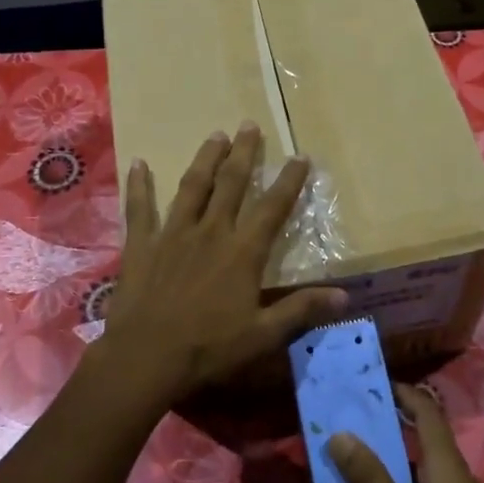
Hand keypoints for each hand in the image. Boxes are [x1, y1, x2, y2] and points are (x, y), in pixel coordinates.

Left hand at [96, 124, 348, 407]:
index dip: (289, 182)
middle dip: (243, 153)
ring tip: (215, 135)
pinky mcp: (141, 244)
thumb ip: (301, 310)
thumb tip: (345, 296)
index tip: (300, 156)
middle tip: (248, 125)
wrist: (146, 357)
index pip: (272, 208)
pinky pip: (139, 208)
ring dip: (205, 159)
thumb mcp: (263, 335)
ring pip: (192, 187)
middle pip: (230, 184)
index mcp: (242, 253)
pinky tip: (138, 163)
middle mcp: (210, 232)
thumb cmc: (209, 348)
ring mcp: (173, 234)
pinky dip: (139, 185)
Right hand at [331, 386, 483, 482]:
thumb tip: (340, 433)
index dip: (400, 392)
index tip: (366, 383)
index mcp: (448, 469)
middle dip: (388, 424)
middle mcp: (459, 479)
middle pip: (424, 436)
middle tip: (347, 420)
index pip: (427, 411)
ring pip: (423, 468)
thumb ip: (370, 481)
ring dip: (391, 459)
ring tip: (351, 458)